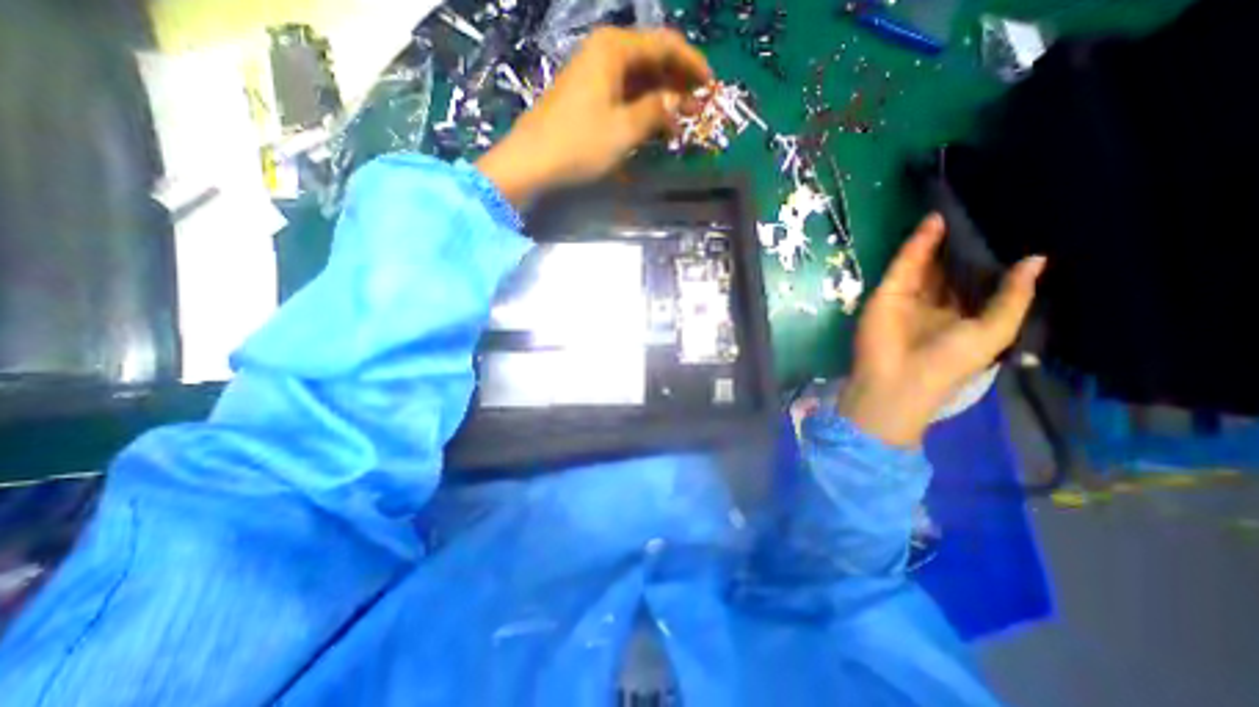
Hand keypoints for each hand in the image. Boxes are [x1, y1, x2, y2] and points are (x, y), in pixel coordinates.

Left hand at [475, 29, 707, 205]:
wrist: (532, 162)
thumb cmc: (579, 144)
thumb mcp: (624, 130)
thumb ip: (656, 112)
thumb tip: (677, 104)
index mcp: (614, 49)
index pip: (664, 45)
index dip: (691, 64)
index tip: (711, 85)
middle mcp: (604, 53)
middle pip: (651, 60)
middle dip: (678, 83)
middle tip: (701, 107)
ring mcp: (593, 75)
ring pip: (638, 80)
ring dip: (662, 99)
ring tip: (683, 120)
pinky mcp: (587, 97)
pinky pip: (623, 96)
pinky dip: (642, 109)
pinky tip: (655, 126)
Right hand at [839, 212, 1048, 447]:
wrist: (898, 376)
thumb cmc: (949, 360)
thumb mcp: (995, 331)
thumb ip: (1013, 297)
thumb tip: (1037, 258)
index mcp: (959, 317)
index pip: (973, 284)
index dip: (987, 261)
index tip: (1008, 231)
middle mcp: (933, 305)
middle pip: (947, 271)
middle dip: (961, 248)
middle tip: (982, 215)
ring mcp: (907, 298)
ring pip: (924, 264)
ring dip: (938, 241)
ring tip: (959, 212)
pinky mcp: (886, 293)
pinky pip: (903, 265)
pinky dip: (917, 245)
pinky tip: (934, 223)